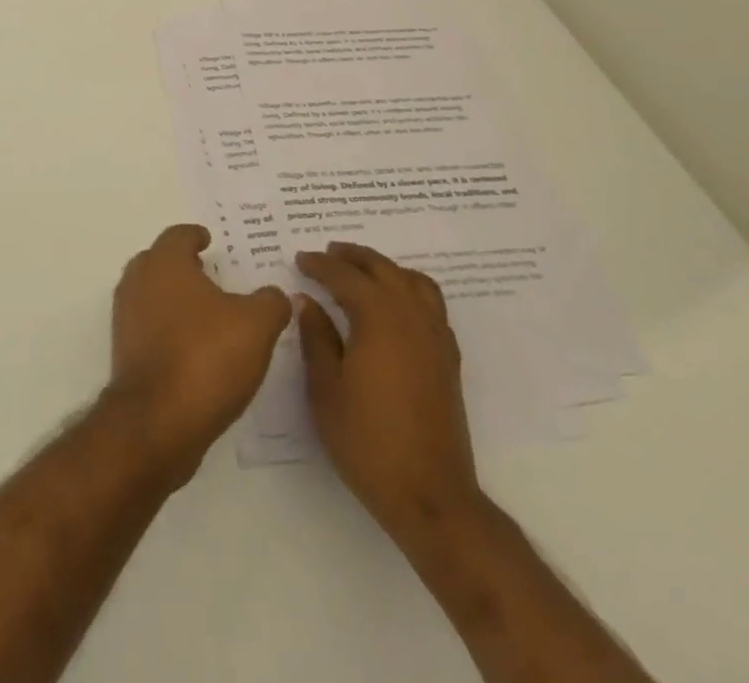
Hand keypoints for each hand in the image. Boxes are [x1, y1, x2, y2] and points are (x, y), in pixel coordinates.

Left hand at [107, 225, 290, 482]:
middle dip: (183, 266)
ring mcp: (126, 318)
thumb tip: (275, 294)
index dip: (196, 236)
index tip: (210, 241)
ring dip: (175, 298)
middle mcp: (138, 282)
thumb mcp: (256, 325)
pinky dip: (168, 328)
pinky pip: (149, 326)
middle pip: (159, 261)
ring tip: (209, 314)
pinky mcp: (125, 352)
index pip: (178, 235)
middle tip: (211, 275)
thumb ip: (271, 302)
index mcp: (165, 263)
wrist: (157, 422)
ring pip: (151, 294)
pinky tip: (195, 347)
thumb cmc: (206, 357)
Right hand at [295, 242, 483, 546]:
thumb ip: (316, 337)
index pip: (345, 276)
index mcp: (379, 318)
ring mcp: (436, 337)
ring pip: (413, 281)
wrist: (429, 494)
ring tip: (361, 272)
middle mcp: (412, 317)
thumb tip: (306, 301)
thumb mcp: (325, 388)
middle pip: (383, 269)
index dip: (320, 265)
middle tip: (327, 254)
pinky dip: (408, 290)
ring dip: (385, 269)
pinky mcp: (448, 359)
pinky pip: (430, 305)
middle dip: (353, 257)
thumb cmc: (367, 440)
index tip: (300, 259)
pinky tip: (392, 308)